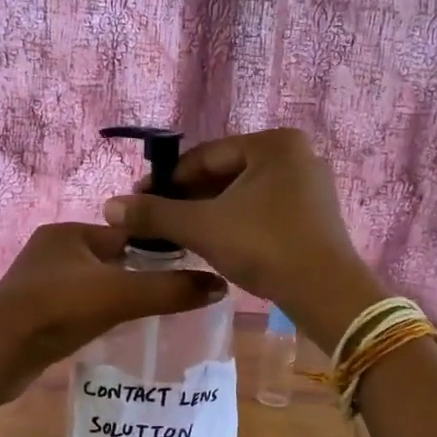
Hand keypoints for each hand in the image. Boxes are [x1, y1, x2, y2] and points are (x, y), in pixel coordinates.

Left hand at [0, 223, 227, 402]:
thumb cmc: (56, 311)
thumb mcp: (120, 295)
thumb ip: (170, 290)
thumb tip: (220, 285)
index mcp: (70, 232)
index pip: (127, 233)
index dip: (158, 250)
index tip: (188, 270)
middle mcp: (53, 250)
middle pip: (112, 259)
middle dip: (139, 276)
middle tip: (174, 297)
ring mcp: (39, 282)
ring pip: (95, 284)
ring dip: (118, 297)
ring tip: (150, 317)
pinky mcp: (34, 312)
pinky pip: (77, 306)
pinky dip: (96, 315)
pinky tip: (114, 331)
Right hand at [100, 129, 383, 351]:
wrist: (327, 293)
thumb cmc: (264, 246)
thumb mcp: (203, 227)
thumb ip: (155, 214)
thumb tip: (109, 206)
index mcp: (274, 143)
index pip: (205, 156)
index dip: (166, 180)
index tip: (138, 201)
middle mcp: (296, 155)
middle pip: (224, 173)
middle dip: (188, 198)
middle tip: (155, 221)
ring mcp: (309, 185)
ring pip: (242, 194)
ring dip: (208, 212)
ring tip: (177, 234)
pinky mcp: (313, 214)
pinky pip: (262, 208)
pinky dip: (234, 221)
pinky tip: (212, 241)